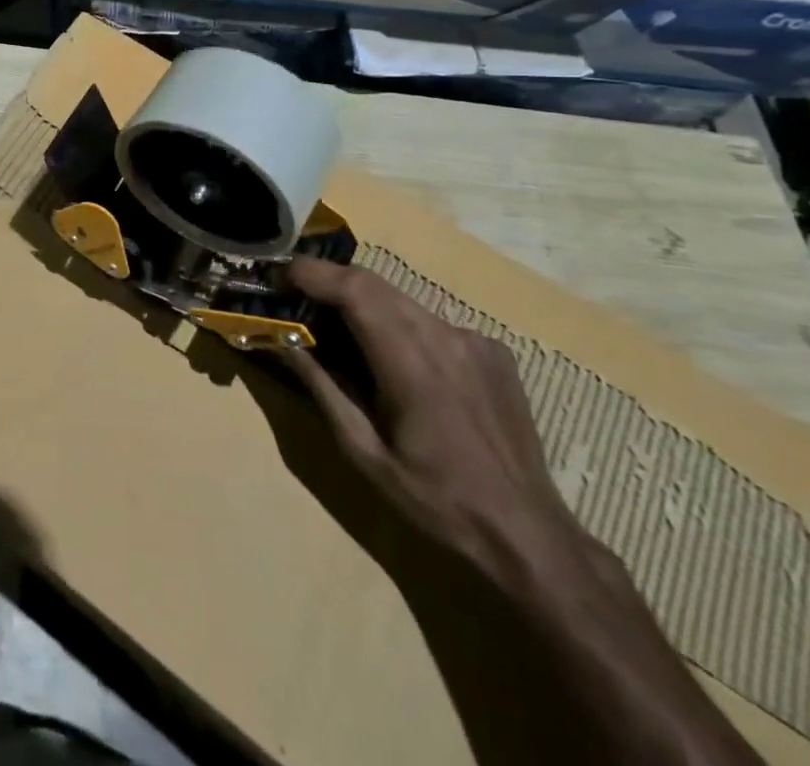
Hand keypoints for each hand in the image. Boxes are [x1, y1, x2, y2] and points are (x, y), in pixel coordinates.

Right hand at [281, 259, 591, 587]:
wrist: (530, 536)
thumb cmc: (436, 500)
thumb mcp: (363, 452)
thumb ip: (322, 387)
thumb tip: (283, 341)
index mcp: (412, 363)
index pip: (355, 289)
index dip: (312, 273)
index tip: (278, 277)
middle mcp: (446, 337)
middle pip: (375, 284)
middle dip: (329, 282)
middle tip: (296, 298)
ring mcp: (475, 341)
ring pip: (402, 300)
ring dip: (363, 303)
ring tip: (339, 330)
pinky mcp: (493, 351)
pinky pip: (432, 322)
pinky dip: (400, 326)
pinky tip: (398, 365)